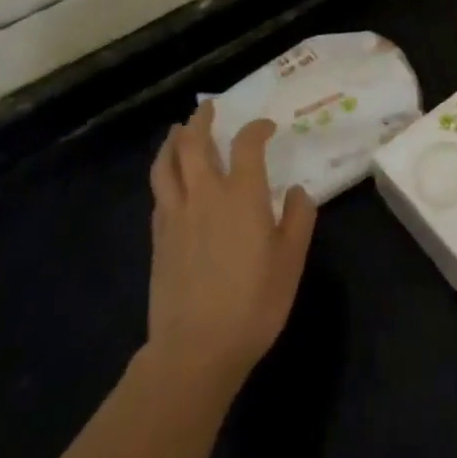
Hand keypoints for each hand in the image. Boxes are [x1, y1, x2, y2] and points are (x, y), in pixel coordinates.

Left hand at [147, 102, 315, 389]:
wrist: (196, 349)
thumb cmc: (254, 302)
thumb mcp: (291, 260)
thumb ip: (298, 218)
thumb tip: (297, 191)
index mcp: (241, 195)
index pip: (247, 144)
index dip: (257, 128)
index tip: (267, 127)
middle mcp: (205, 195)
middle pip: (194, 144)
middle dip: (201, 121)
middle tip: (207, 108)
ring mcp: (176, 216)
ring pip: (166, 165)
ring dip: (173, 142)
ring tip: (178, 131)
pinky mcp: (158, 239)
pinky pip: (159, 194)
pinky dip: (165, 176)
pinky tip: (171, 181)